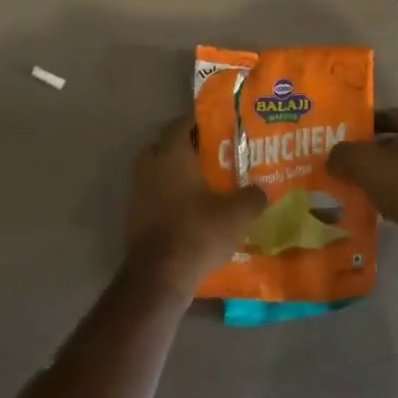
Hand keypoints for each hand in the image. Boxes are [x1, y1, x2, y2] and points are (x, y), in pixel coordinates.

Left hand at [124, 115, 267, 298]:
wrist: (159, 277)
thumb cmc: (198, 232)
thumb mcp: (238, 213)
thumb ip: (253, 196)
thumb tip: (262, 190)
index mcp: (171, 154)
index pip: (182, 123)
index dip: (202, 121)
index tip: (222, 125)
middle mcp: (150, 167)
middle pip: (167, 146)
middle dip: (188, 148)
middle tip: (215, 155)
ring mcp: (138, 193)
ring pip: (160, 172)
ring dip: (179, 175)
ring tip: (208, 184)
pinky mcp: (135, 218)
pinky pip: (156, 196)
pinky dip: (172, 198)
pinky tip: (194, 212)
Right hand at [327, 108, 397, 267]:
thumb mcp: (364, 161)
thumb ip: (343, 154)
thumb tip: (332, 159)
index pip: (388, 115)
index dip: (365, 123)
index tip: (343, 134)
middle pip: (393, 144)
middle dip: (368, 154)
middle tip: (343, 163)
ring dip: (377, 179)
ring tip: (352, 188)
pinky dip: (389, 200)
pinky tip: (371, 209)